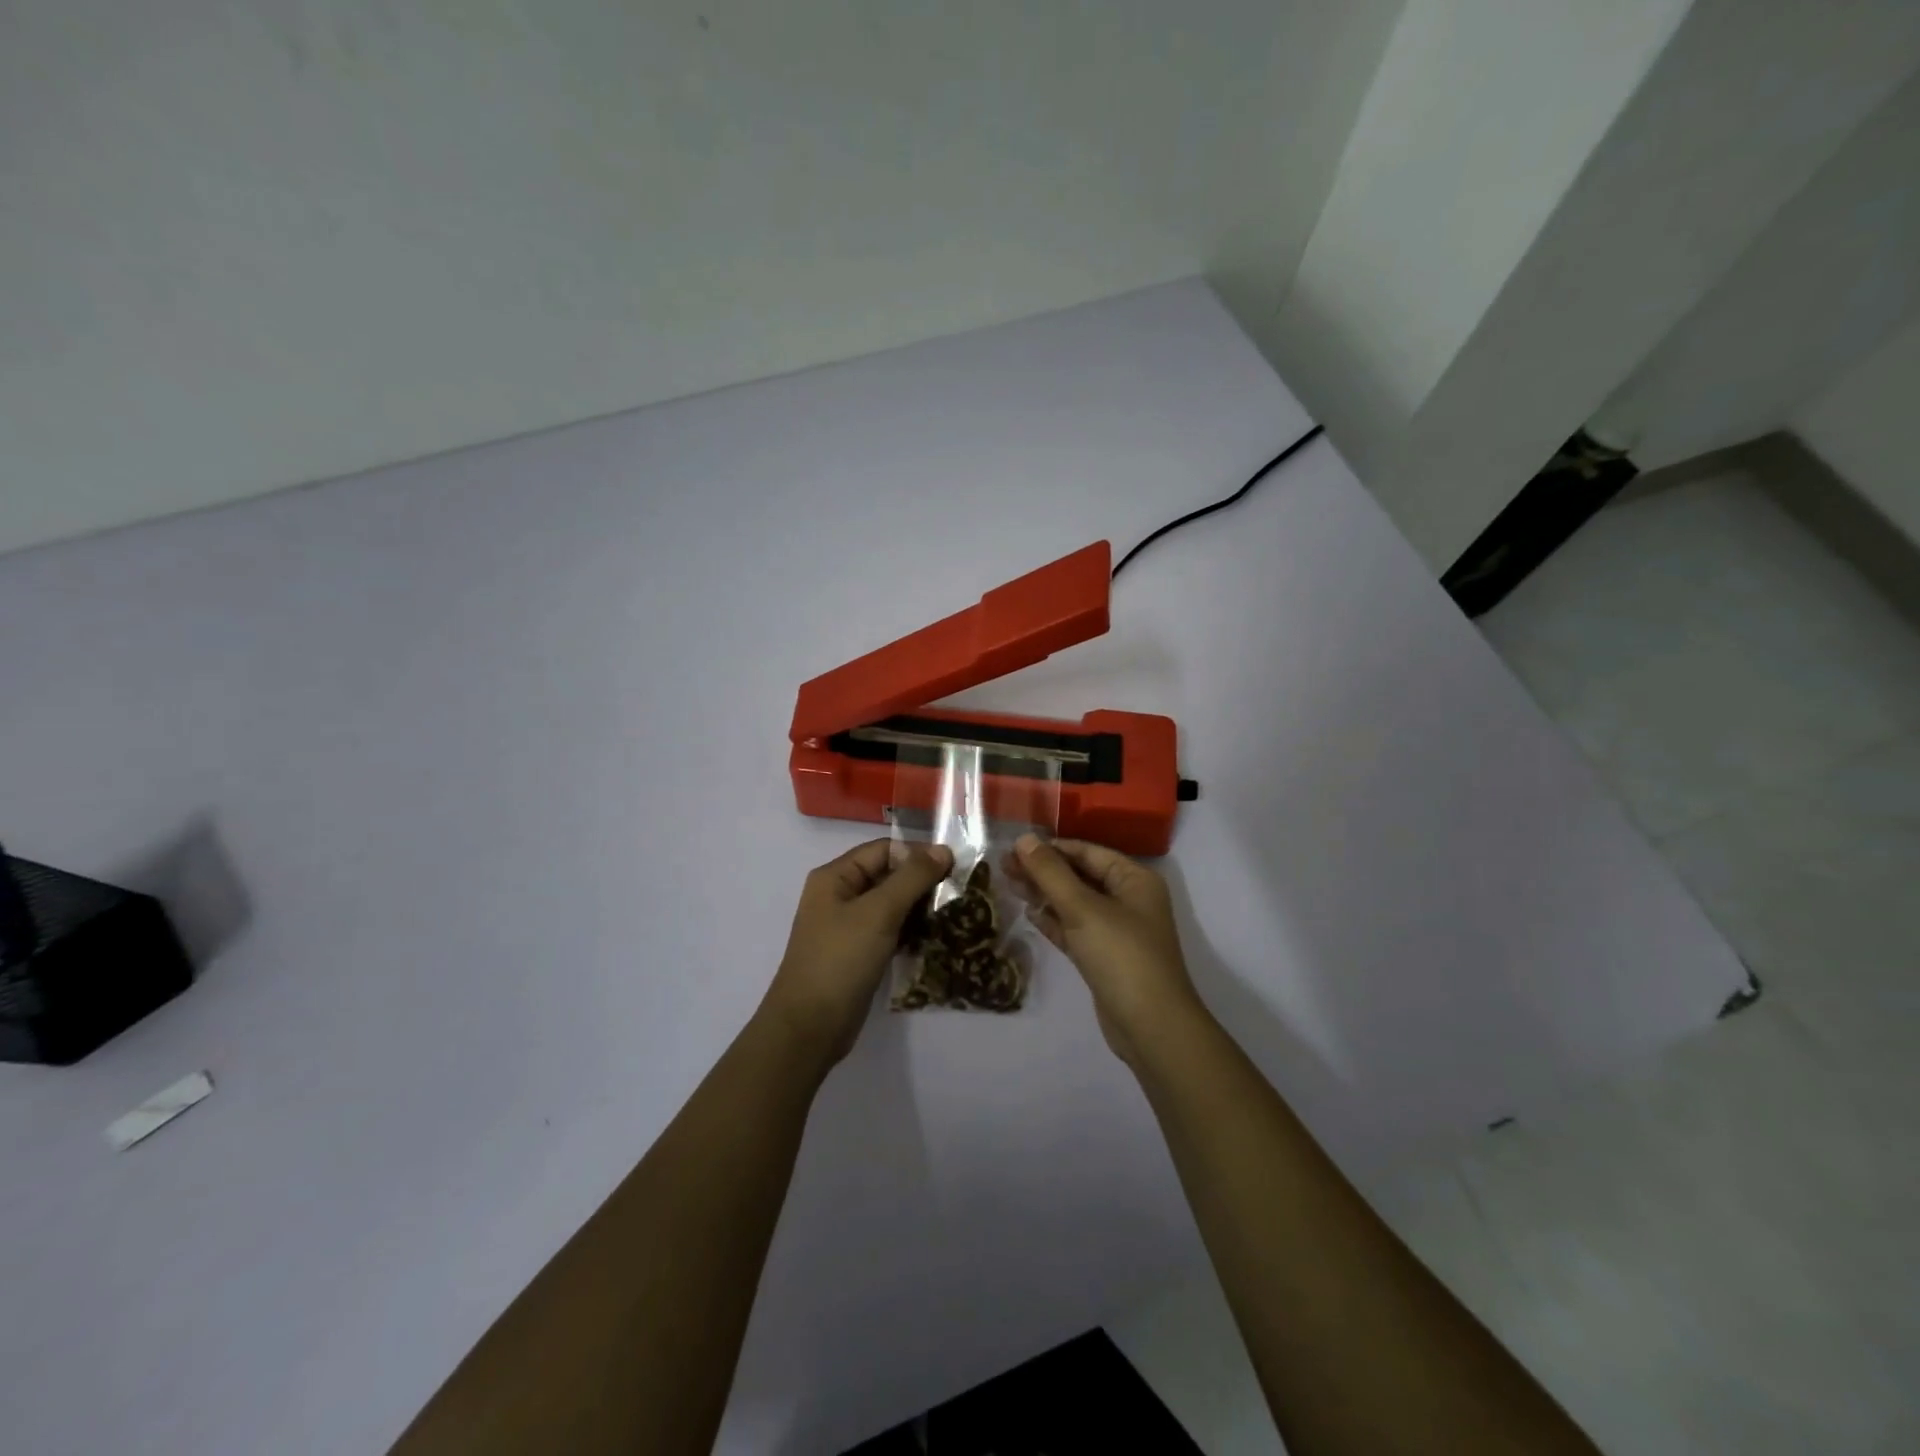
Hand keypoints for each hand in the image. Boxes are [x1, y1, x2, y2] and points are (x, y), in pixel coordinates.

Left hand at [761, 838, 954, 1068]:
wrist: (810, 1027)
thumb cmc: (840, 960)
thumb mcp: (878, 913)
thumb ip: (912, 878)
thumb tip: (943, 849)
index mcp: (835, 877)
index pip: (883, 850)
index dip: (916, 854)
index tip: (954, 867)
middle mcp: (839, 896)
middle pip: (887, 875)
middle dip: (922, 881)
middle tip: (959, 890)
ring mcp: (848, 927)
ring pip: (891, 905)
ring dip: (920, 906)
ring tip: (954, 912)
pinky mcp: (858, 954)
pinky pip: (889, 930)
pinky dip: (911, 930)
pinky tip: (937, 936)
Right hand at [1007, 834, 1208, 1066]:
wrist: (1150, 1026)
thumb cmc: (1121, 956)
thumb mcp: (1083, 908)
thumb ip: (1051, 873)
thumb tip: (1024, 839)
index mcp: (1134, 879)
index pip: (1087, 852)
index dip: (1051, 847)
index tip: (1014, 846)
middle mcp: (1128, 900)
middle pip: (1080, 876)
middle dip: (1044, 870)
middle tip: (1003, 866)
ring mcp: (1117, 930)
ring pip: (1075, 903)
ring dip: (1044, 894)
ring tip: (1008, 884)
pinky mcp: (1104, 957)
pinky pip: (1075, 929)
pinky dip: (1053, 921)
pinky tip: (1028, 913)